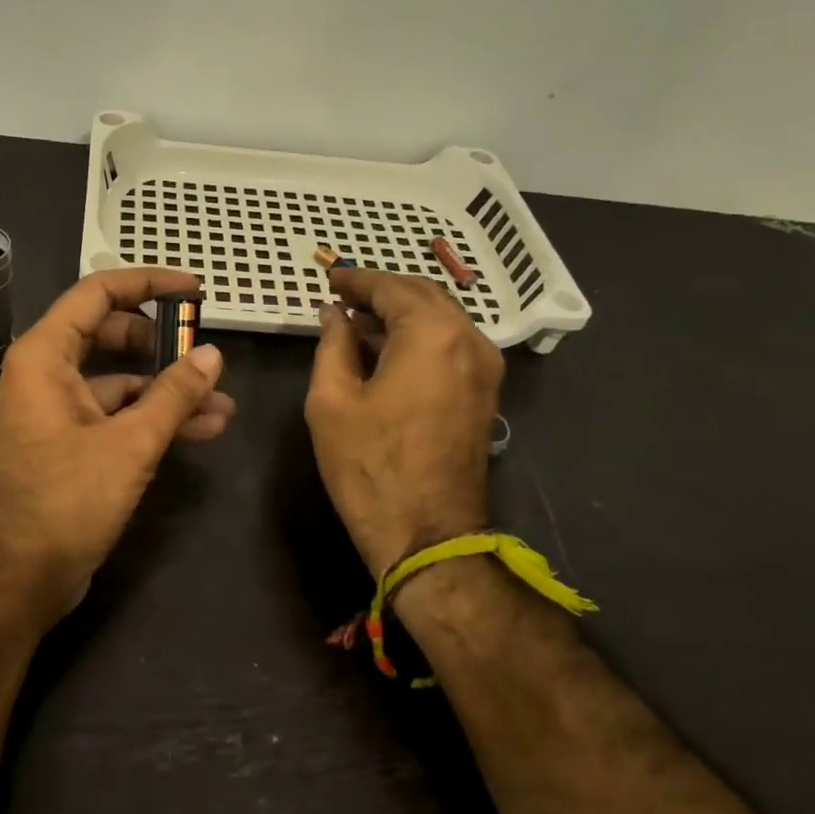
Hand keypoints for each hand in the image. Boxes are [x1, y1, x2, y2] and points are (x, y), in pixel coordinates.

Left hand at [0, 268, 234, 627]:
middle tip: (207, 349)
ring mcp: (56, 412)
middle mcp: (45, 375)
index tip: (194, 290)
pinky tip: (200, 431)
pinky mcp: (69, 446)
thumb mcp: (128, 445)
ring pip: (119, 381)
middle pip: (109, 335)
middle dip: (162, 342)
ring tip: (222, 403)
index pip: (97, 294)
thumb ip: (173, 395)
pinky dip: (153, 419)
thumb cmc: (63, 503)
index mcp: (43, 357)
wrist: (14, 583)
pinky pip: (115, 416)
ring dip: (167, 389)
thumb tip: (212, 354)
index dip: (148, 283)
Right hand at [304, 269, 503, 576]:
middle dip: (382, 291)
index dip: (357, 280)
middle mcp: (469, 339)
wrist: (428, 534)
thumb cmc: (369, 465)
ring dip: (401, 314)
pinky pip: (451, 345)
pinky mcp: (485, 393)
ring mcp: (485, 368)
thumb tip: (335, 314)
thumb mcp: (332, 400)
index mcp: (432, 334)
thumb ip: (333, 344)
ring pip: (442, 319)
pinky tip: (386, 351)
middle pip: (424, 295)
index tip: (329, 279)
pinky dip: (419, 337)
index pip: (392, 287)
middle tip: (343, 297)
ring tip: (358, 324)